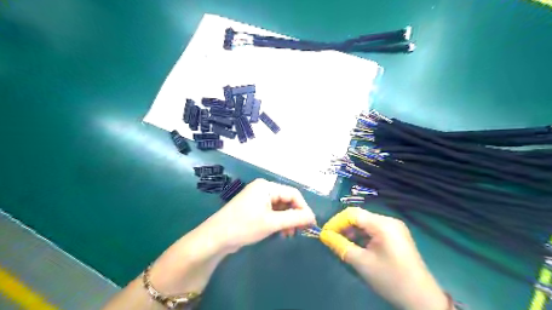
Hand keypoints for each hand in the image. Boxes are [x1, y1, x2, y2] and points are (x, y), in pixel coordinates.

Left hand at [202, 178, 316, 252]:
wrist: (216, 238)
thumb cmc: (244, 226)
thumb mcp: (272, 223)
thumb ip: (295, 219)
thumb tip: (313, 217)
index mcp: (267, 186)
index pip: (293, 193)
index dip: (303, 208)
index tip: (310, 224)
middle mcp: (263, 189)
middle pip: (287, 200)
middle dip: (295, 215)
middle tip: (299, 231)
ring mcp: (257, 198)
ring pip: (280, 207)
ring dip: (287, 220)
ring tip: (289, 234)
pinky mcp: (254, 208)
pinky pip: (272, 212)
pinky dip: (278, 221)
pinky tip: (280, 232)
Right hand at [320, 207, 447, 309]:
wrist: (422, 299)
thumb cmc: (390, 279)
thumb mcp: (362, 263)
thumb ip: (340, 246)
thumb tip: (324, 235)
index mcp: (383, 224)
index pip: (353, 214)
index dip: (336, 221)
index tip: (325, 233)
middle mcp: (389, 220)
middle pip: (360, 217)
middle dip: (344, 227)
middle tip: (332, 240)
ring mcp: (394, 227)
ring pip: (366, 223)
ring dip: (352, 232)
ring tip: (342, 244)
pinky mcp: (395, 235)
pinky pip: (374, 230)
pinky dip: (362, 236)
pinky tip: (356, 246)